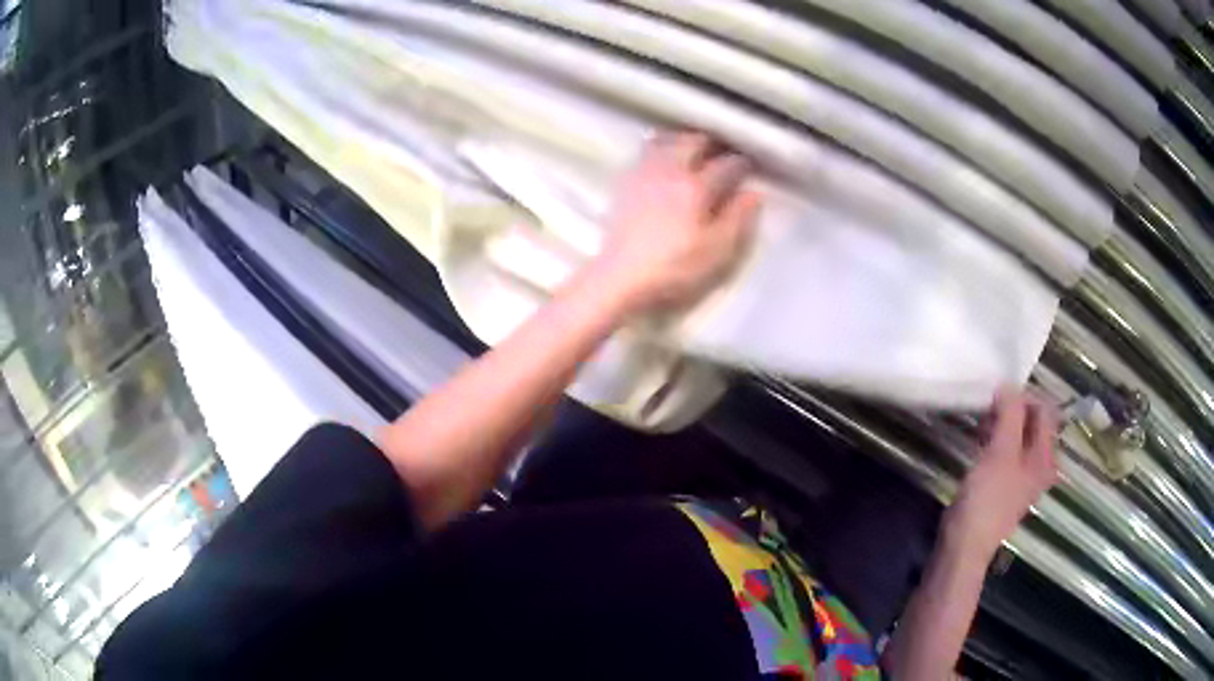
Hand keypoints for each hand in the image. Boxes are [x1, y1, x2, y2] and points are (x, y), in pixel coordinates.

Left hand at [585, 132, 761, 315]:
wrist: (619, 277)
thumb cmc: (673, 270)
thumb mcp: (716, 253)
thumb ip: (737, 220)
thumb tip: (753, 194)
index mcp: (696, 188)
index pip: (727, 165)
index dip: (742, 163)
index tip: (751, 166)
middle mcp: (671, 171)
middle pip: (694, 141)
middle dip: (713, 143)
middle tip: (724, 152)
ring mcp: (644, 173)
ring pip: (667, 140)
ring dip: (684, 140)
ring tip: (694, 149)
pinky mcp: (625, 183)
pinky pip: (646, 151)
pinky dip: (661, 147)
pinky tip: (664, 159)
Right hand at [946, 389, 1059, 557]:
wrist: (964, 545)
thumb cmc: (987, 499)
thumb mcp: (1000, 452)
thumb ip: (1010, 414)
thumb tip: (1009, 385)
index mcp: (1045, 456)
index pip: (1045, 409)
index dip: (1025, 396)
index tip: (999, 394)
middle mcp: (1040, 464)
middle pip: (1034, 422)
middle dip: (1013, 409)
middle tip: (989, 408)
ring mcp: (1023, 476)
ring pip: (1019, 436)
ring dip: (1003, 424)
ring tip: (982, 423)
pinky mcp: (1005, 485)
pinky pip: (1007, 451)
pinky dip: (996, 440)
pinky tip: (980, 442)